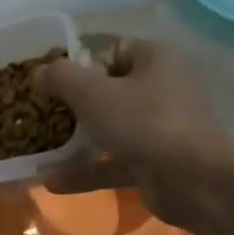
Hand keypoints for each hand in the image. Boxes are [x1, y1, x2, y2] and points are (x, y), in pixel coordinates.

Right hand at [33, 39, 233, 229]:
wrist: (194, 182)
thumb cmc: (144, 123)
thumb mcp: (93, 93)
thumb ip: (60, 77)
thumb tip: (39, 72)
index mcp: (155, 60)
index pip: (114, 52)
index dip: (82, 65)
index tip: (54, 83)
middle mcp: (163, 89)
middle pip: (110, 91)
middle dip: (75, 105)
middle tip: (43, 115)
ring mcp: (161, 129)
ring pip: (112, 129)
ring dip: (77, 142)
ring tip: (41, 150)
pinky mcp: (157, 163)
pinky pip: (115, 162)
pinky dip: (87, 170)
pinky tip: (52, 182)